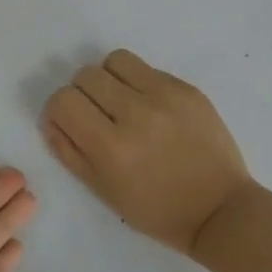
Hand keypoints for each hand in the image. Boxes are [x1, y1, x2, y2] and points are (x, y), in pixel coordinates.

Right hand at [40, 49, 254, 256]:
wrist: (219, 208)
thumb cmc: (156, 210)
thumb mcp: (103, 192)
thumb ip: (70, 151)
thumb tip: (52, 118)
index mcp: (111, 147)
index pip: (64, 101)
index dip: (60, 111)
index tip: (71, 123)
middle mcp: (136, 114)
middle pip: (86, 75)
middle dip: (83, 94)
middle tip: (98, 116)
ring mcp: (166, 96)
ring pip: (115, 61)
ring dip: (109, 79)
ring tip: (121, 103)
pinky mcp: (187, 88)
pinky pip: (147, 68)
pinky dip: (139, 83)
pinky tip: (151, 108)